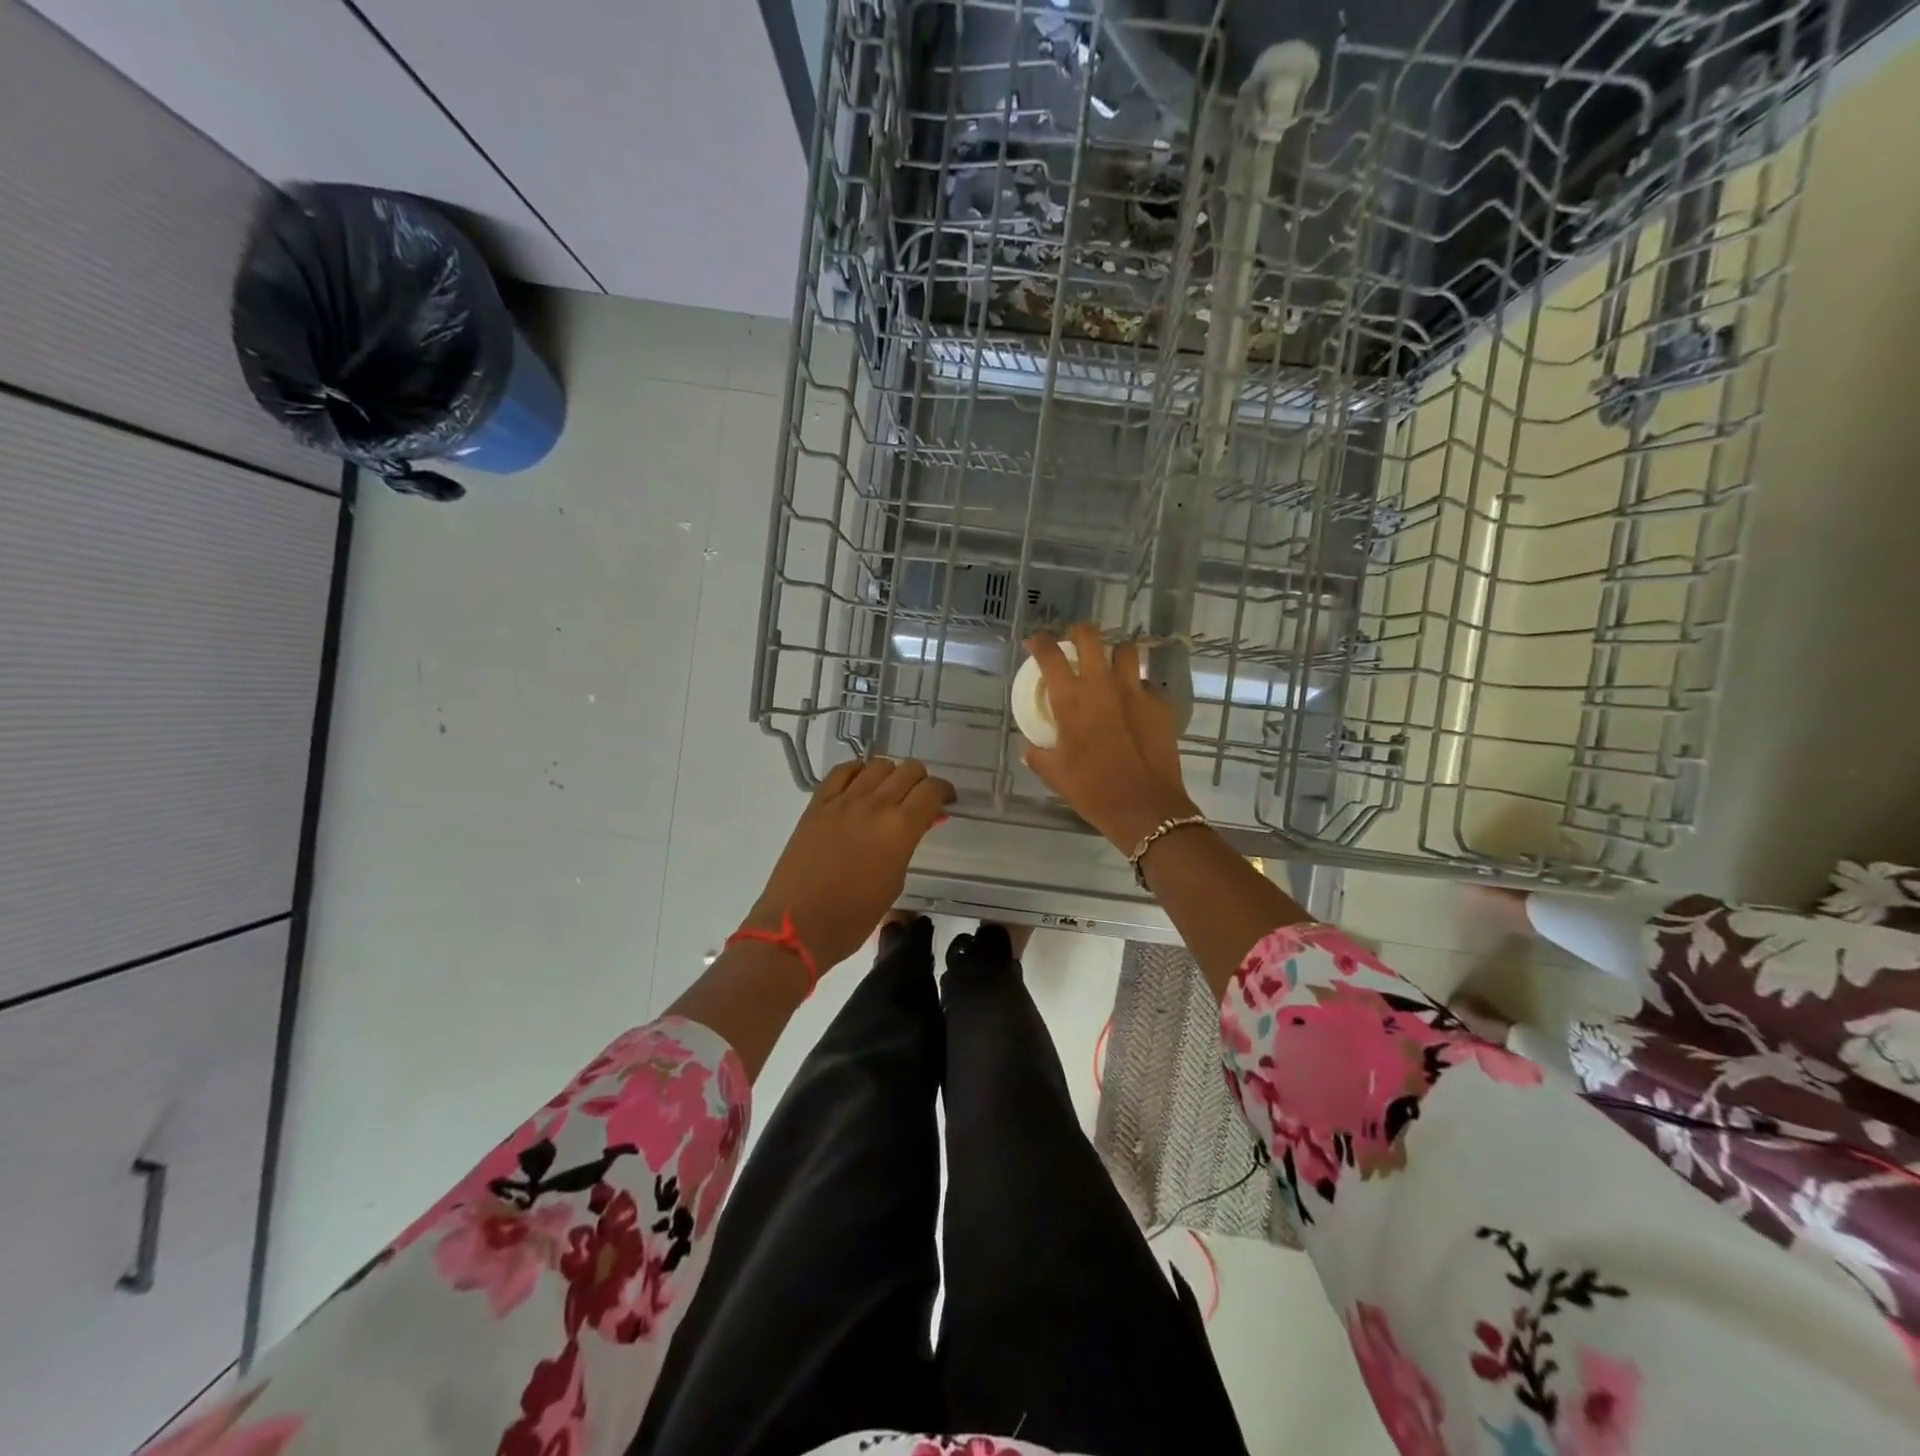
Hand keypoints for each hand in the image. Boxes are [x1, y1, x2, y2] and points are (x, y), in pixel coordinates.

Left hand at [745, 756, 954, 970]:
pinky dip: (858, 772)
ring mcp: (843, 800)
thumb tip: (917, 824)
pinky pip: (842, 772)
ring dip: (891, 773)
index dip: (944, 791)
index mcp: (900, 828)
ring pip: (878, 765)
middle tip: (920, 798)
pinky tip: (861, 785)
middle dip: (921, 780)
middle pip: (908, 769)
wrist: (797, 925)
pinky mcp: (818, 804)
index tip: (946, 801)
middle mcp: (875, 805)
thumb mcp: (894, 882)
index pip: (931, 790)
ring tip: (889, 792)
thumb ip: (907, 845)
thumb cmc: (854, 917)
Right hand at [1021, 623, 1197, 850]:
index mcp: (1071, 698)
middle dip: (1079, 633)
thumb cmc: (1092, 789)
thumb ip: (1038, 756)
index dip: (1040, 642)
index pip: (1049, 654)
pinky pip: (1146, 684)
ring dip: (1114, 655)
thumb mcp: (1055, 775)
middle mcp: (1102, 684)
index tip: (1036, 642)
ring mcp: (1135, 691)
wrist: (1144, 806)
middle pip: (1091, 637)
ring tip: (1110, 669)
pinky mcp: (1160, 704)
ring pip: (1126, 651)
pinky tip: (1134, 706)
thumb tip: (1030, 750)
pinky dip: (1137, 689)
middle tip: (1075, 642)